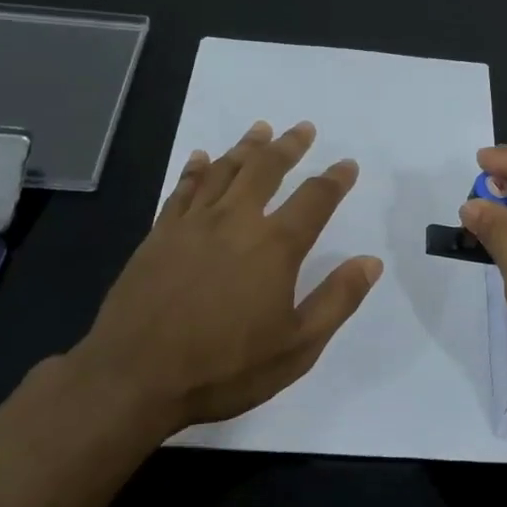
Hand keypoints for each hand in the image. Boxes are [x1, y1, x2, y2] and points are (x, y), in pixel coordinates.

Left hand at [58, 120, 383, 437]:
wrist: (134, 377)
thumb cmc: (224, 367)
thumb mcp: (297, 347)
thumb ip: (337, 300)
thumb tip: (371, 261)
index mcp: (274, 247)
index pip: (314, 199)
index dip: (335, 179)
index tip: (347, 164)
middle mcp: (235, 222)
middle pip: (266, 170)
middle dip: (288, 146)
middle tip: (303, 128)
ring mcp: (192, 225)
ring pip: (223, 171)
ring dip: (245, 147)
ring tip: (260, 129)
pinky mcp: (159, 236)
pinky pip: (182, 190)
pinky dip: (195, 169)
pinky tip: (201, 157)